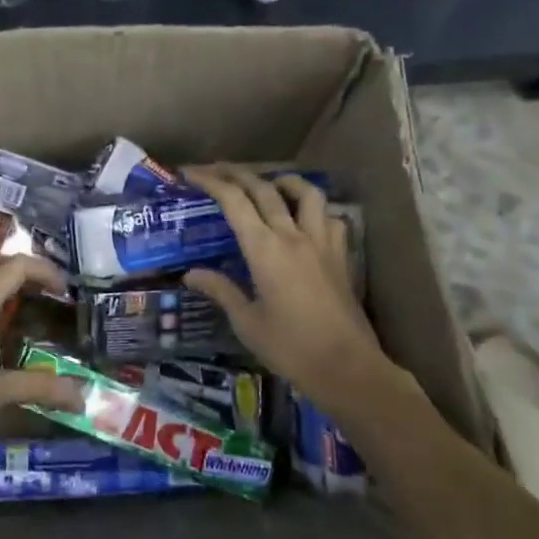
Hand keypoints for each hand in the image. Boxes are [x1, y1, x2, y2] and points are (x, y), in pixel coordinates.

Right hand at [182, 166, 402, 410]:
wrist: (348, 369)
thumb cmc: (290, 348)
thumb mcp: (246, 322)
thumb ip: (220, 290)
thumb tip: (190, 274)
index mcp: (264, 249)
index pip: (233, 201)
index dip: (210, 181)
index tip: (190, 174)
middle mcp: (293, 236)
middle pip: (264, 189)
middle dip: (236, 173)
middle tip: (216, 169)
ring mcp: (322, 243)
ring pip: (306, 194)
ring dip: (283, 182)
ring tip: (269, 184)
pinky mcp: (341, 256)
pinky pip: (330, 218)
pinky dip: (315, 210)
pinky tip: (307, 219)